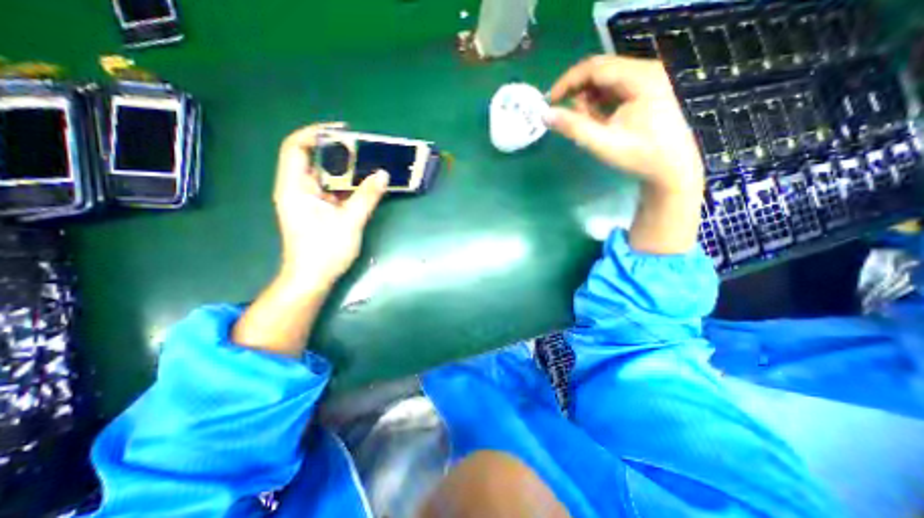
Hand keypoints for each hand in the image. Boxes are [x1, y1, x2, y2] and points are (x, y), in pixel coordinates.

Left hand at [273, 122, 388, 291]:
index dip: (316, 133)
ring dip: (346, 169)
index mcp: (295, 187)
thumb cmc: (324, 251)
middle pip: (313, 159)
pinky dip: (348, 185)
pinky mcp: (318, 210)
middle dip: (337, 151)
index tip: (343, 131)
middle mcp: (298, 189)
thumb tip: (383, 174)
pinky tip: (365, 184)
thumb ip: (367, 197)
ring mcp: (308, 200)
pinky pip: (332, 190)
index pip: (296, 147)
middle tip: (365, 149)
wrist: (312, 279)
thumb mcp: (349, 222)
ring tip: (369, 163)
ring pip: (325, 175)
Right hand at [543, 55, 703, 192]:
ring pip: (605, 80)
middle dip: (577, 91)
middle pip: (600, 71)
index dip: (567, 81)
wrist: (671, 168)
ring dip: (587, 98)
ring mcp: (648, 79)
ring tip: (583, 122)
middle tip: (563, 113)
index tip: (549, 101)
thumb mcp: (602, 143)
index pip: (595, 67)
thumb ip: (573, 127)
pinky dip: (599, 102)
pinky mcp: (646, 89)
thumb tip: (545, 115)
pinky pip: (614, 88)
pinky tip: (596, 120)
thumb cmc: (639, 156)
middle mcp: (646, 70)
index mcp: (639, 78)